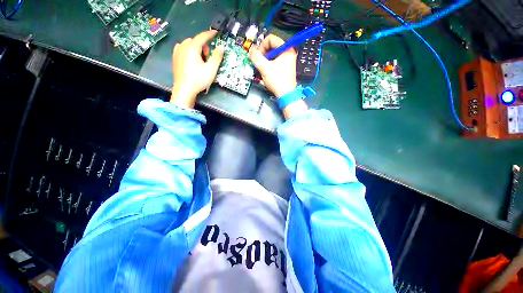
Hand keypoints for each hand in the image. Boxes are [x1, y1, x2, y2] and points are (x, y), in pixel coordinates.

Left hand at [171, 30, 224, 107]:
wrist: (184, 90)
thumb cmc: (198, 80)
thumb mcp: (211, 69)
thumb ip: (217, 57)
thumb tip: (221, 47)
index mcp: (192, 47)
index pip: (202, 37)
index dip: (210, 34)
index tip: (216, 33)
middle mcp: (183, 46)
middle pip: (196, 41)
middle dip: (203, 46)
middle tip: (208, 57)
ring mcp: (177, 51)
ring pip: (189, 45)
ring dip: (196, 49)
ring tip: (201, 60)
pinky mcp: (175, 58)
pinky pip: (183, 49)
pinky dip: (189, 51)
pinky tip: (192, 59)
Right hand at [249, 34, 297, 97]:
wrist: (286, 94)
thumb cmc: (278, 81)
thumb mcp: (264, 68)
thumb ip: (256, 57)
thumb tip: (251, 50)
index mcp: (286, 49)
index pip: (271, 38)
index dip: (261, 46)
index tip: (258, 55)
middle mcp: (288, 52)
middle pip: (271, 46)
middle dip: (263, 54)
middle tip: (260, 62)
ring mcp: (287, 60)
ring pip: (272, 54)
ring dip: (265, 60)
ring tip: (263, 68)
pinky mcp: (285, 67)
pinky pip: (275, 61)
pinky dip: (269, 64)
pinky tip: (267, 71)